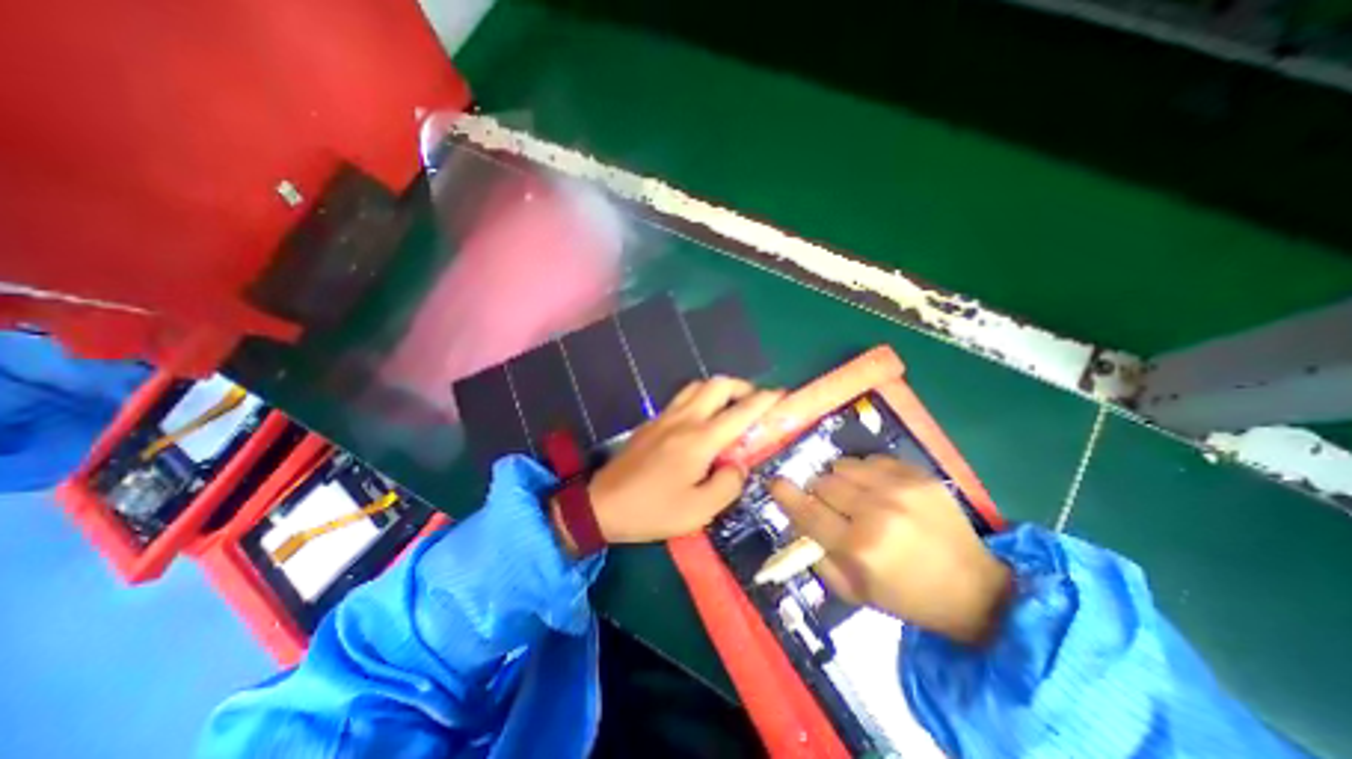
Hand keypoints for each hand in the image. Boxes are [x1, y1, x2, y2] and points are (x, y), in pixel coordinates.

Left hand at [578, 376, 783, 545]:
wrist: (602, 504)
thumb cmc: (652, 510)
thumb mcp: (698, 511)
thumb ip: (727, 485)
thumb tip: (738, 465)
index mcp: (700, 440)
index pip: (740, 412)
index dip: (764, 400)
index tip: (780, 395)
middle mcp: (685, 419)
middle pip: (718, 385)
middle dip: (742, 386)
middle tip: (754, 402)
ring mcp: (665, 416)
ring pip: (698, 385)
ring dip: (719, 388)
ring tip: (729, 406)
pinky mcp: (652, 421)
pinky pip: (682, 397)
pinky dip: (700, 397)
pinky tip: (702, 416)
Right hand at [764, 458, 1008, 644]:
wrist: (976, 589)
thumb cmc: (908, 596)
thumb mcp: (854, 592)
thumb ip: (818, 556)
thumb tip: (796, 524)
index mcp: (858, 547)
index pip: (807, 511)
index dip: (785, 494)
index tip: (774, 483)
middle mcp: (876, 511)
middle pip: (823, 482)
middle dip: (818, 493)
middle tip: (830, 506)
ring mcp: (899, 488)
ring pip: (844, 465)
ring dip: (840, 480)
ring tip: (854, 496)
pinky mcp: (918, 475)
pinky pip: (872, 459)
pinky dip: (865, 472)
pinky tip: (878, 489)